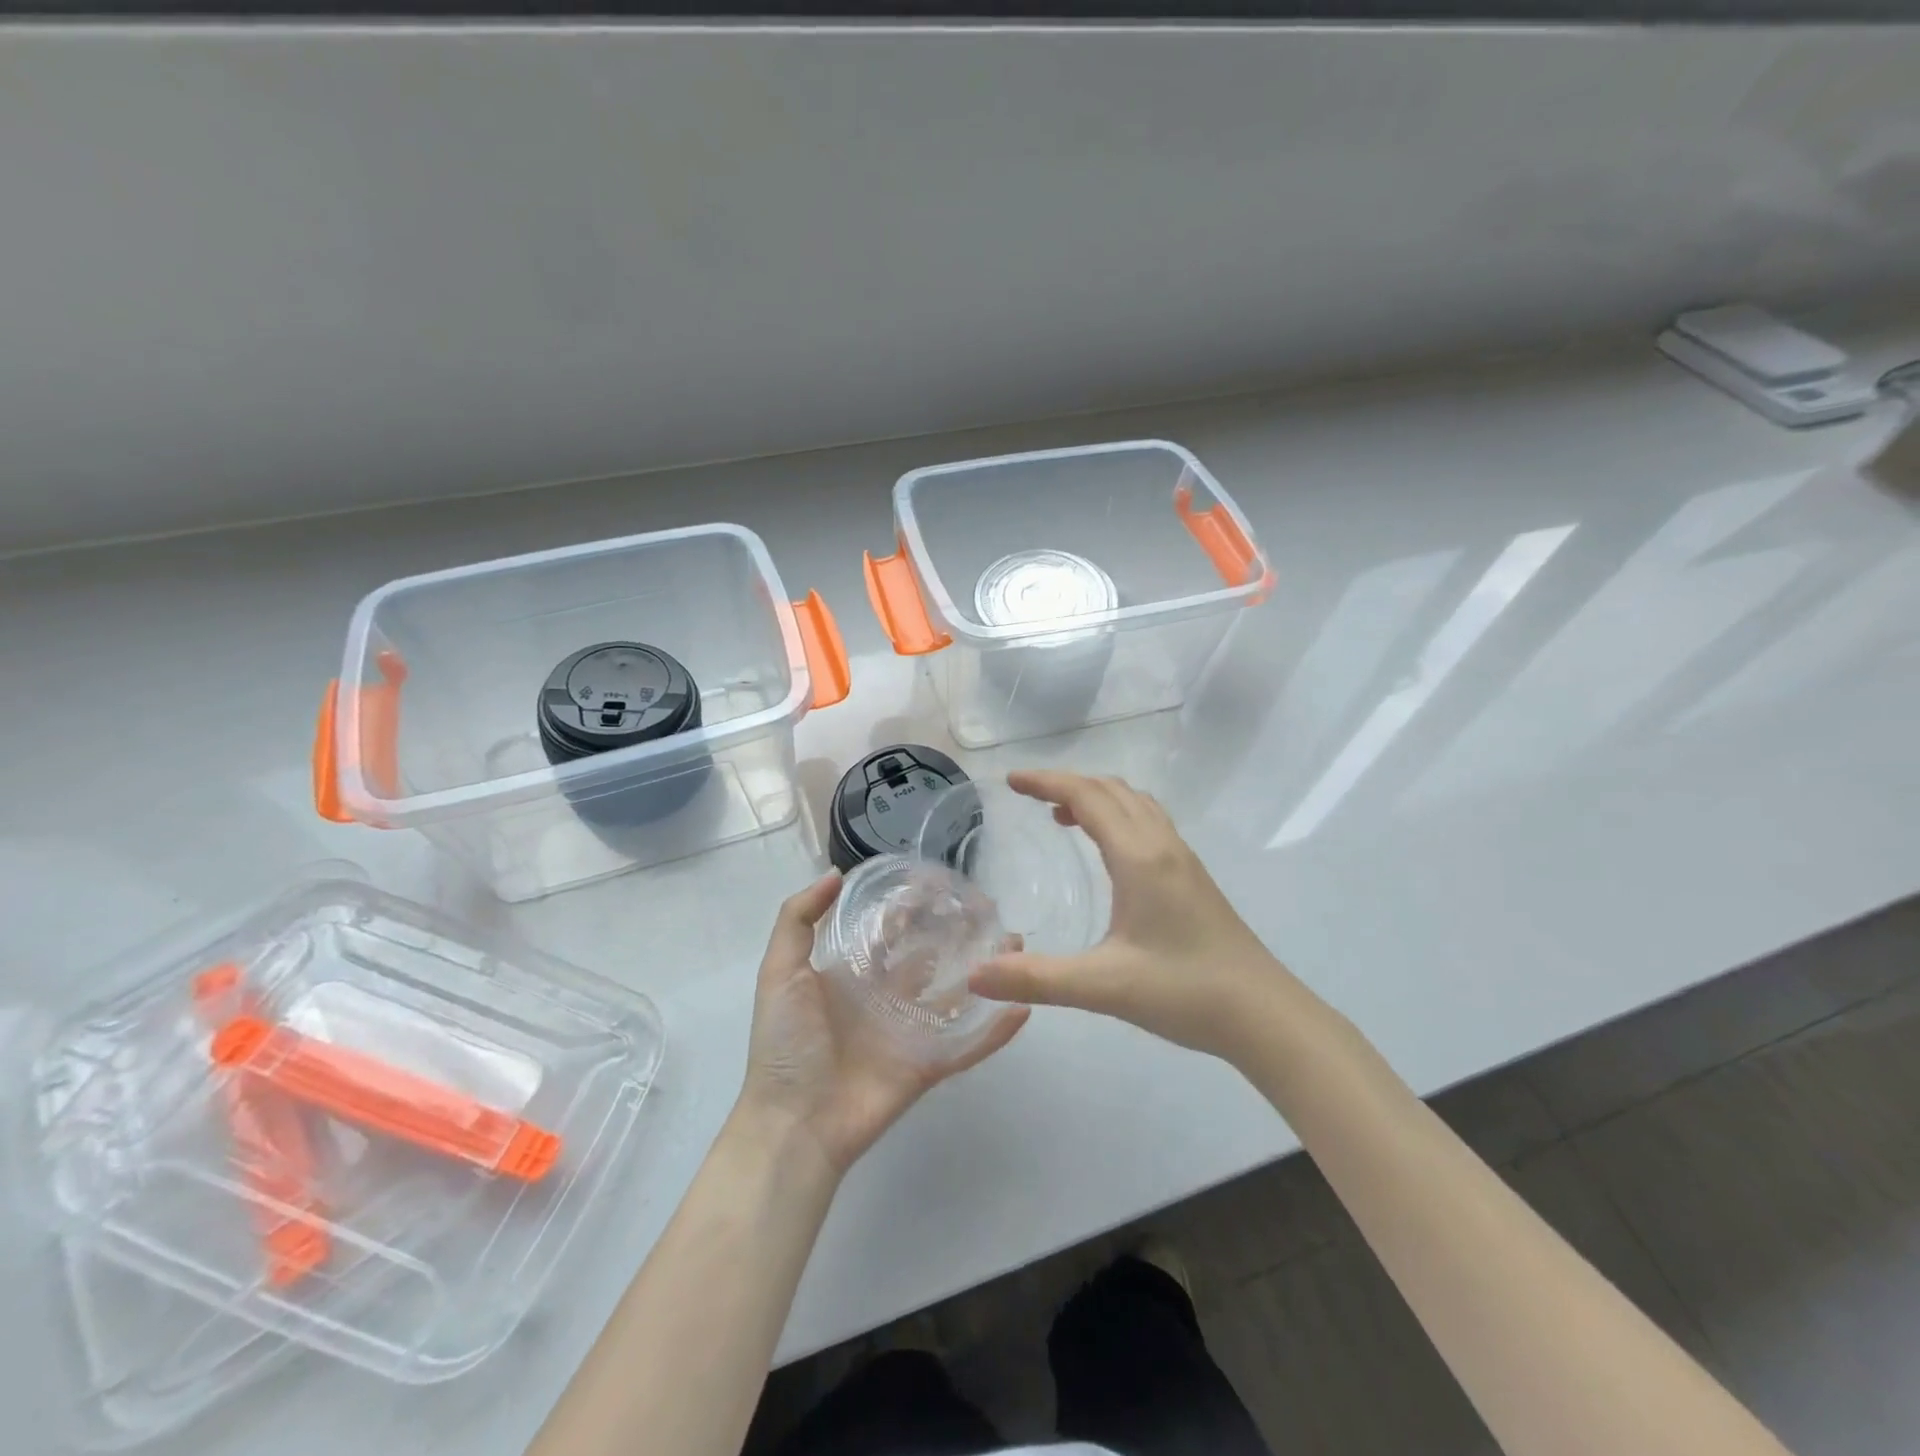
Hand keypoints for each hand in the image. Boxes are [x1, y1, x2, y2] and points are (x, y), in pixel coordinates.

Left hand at [738, 873, 1027, 1174]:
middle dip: (955, 933)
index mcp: (852, 975)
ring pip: (954, 994)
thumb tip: (836, 873)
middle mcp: (884, 997)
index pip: (888, 932)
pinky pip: (968, 1045)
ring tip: (1014, 944)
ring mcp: (909, 1032)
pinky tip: (1022, 1007)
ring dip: (983, 972)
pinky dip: (994, 1030)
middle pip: (929, 958)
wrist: (794, 1124)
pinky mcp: (928, 1065)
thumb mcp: (780, 972)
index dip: (911, 909)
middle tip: (989, 909)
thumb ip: (797, 919)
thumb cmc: (786, 1044)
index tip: (940, 884)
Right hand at [969, 771, 1291, 1059]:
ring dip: (1096, 797)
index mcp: (1139, 857)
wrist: (1264, 1014)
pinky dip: (1118, 815)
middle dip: (1067, 783)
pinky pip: (1149, 823)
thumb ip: (1037, 979)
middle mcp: (1162, 846)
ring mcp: (1183, 860)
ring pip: (1135, 804)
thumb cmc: (1185, 991)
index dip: (1046, 782)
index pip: (1087, 797)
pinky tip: (1109, 853)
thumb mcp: (1103, 986)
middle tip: (1028, 795)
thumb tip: (975, 975)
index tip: (1010, 781)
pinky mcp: (1193, 878)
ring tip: (1062, 816)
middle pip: (1111, 790)